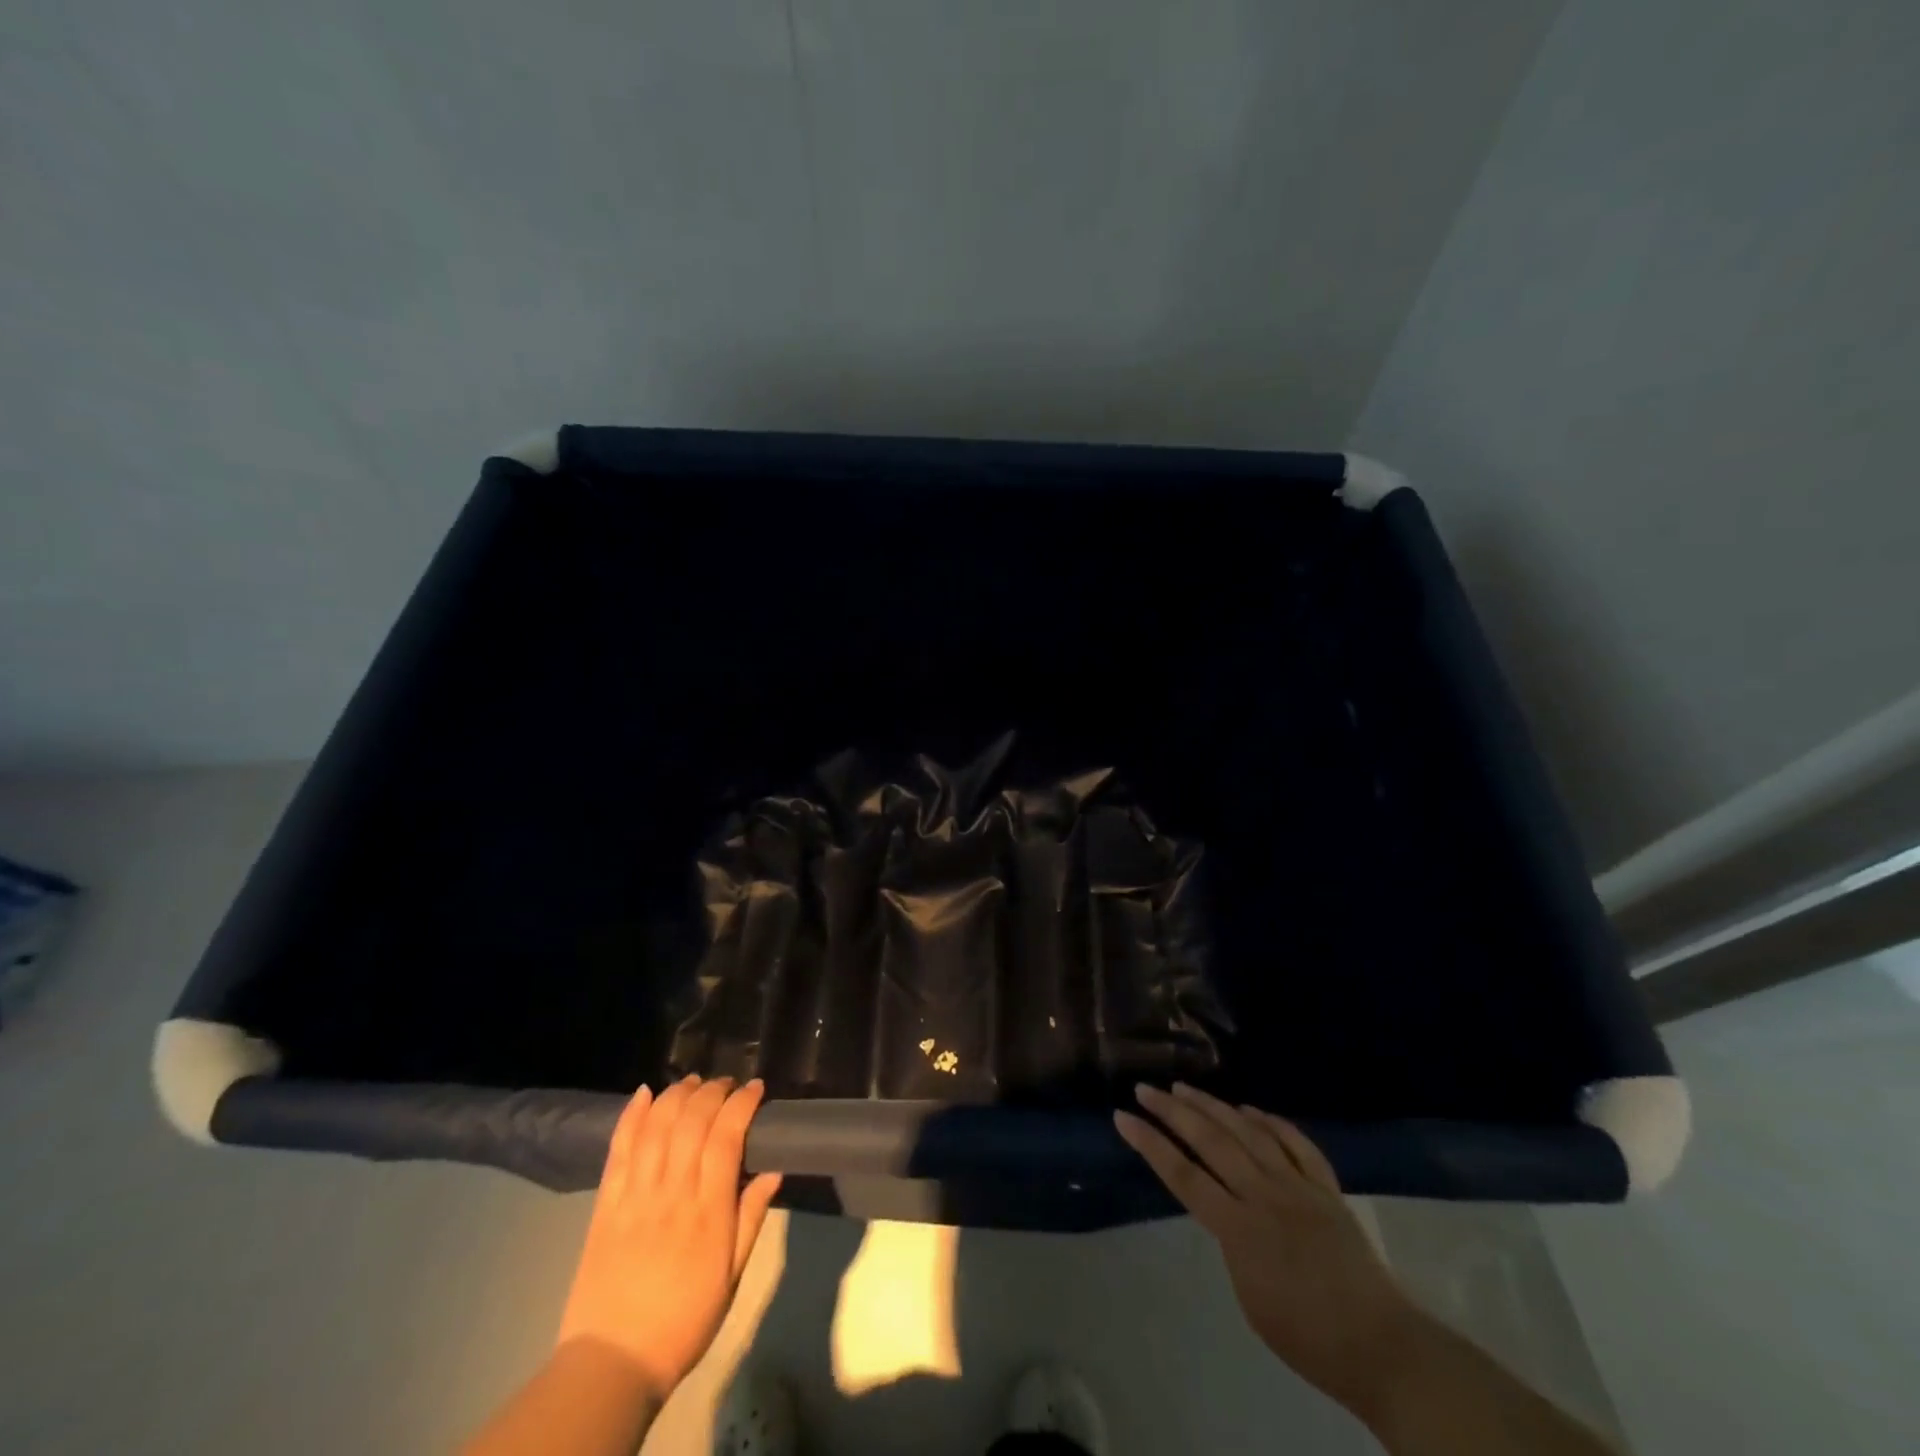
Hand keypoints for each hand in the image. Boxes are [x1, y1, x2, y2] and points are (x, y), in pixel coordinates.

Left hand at [557, 1076, 782, 1404]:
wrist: (612, 1363)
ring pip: (657, 1126)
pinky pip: (618, 1149)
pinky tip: (644, 1092)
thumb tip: (774, 1170)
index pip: (727, 1137)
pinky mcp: (605, 1204)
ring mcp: (635, 1195)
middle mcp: (672, 1193)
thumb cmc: (684, 1321)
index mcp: (708, 1211)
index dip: (743, 1104)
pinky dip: (631, 1115)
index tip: (756, 1089)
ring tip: (693, 1083)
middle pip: (692, 1121)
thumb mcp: (732, 1276)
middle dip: (713, 1091)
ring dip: (677, 1094)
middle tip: (727, 1084)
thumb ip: (751, 1218)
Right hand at [1115, 1083, 1421, 1413]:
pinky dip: (1270, 1122)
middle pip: (1210, 1141)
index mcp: (1240, 1230)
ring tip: (1185, 1088)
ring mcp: (1298, 1186)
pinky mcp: (1327, 1188)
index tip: (1123, 1117)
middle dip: (1173, 1111)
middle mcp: (1265, 1196)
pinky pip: (1295, 1143)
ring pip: (1248, 1131)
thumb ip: (1231, 1243)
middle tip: (1146, 1089)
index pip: (1183, 1175)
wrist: (1383, 1348)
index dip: (1150, 1144)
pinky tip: (1250, 1110)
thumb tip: (1225, 1209)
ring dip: (1213, 1106)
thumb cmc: (1308, 1339)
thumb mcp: (1250, 1296)